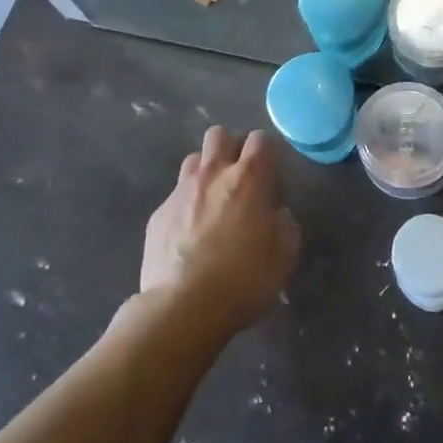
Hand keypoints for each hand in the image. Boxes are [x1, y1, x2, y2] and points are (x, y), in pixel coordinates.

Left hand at [142, 125, 300, 331]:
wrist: (184, 306)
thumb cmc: (244, 278)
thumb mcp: (285, 255)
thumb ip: (284, 224)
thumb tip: (276, 214)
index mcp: (249, 179)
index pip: (260, 139)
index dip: (267, 152)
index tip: (270, 173)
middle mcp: (212, 174)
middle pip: (219, 135)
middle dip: (231, 148)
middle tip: (240, 178)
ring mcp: (180, 192)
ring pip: (193, 160)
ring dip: (206, 172)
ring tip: (213, 200)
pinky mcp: (158, 214)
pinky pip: (175, 195)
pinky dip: (186, 205)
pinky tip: (190, 233)